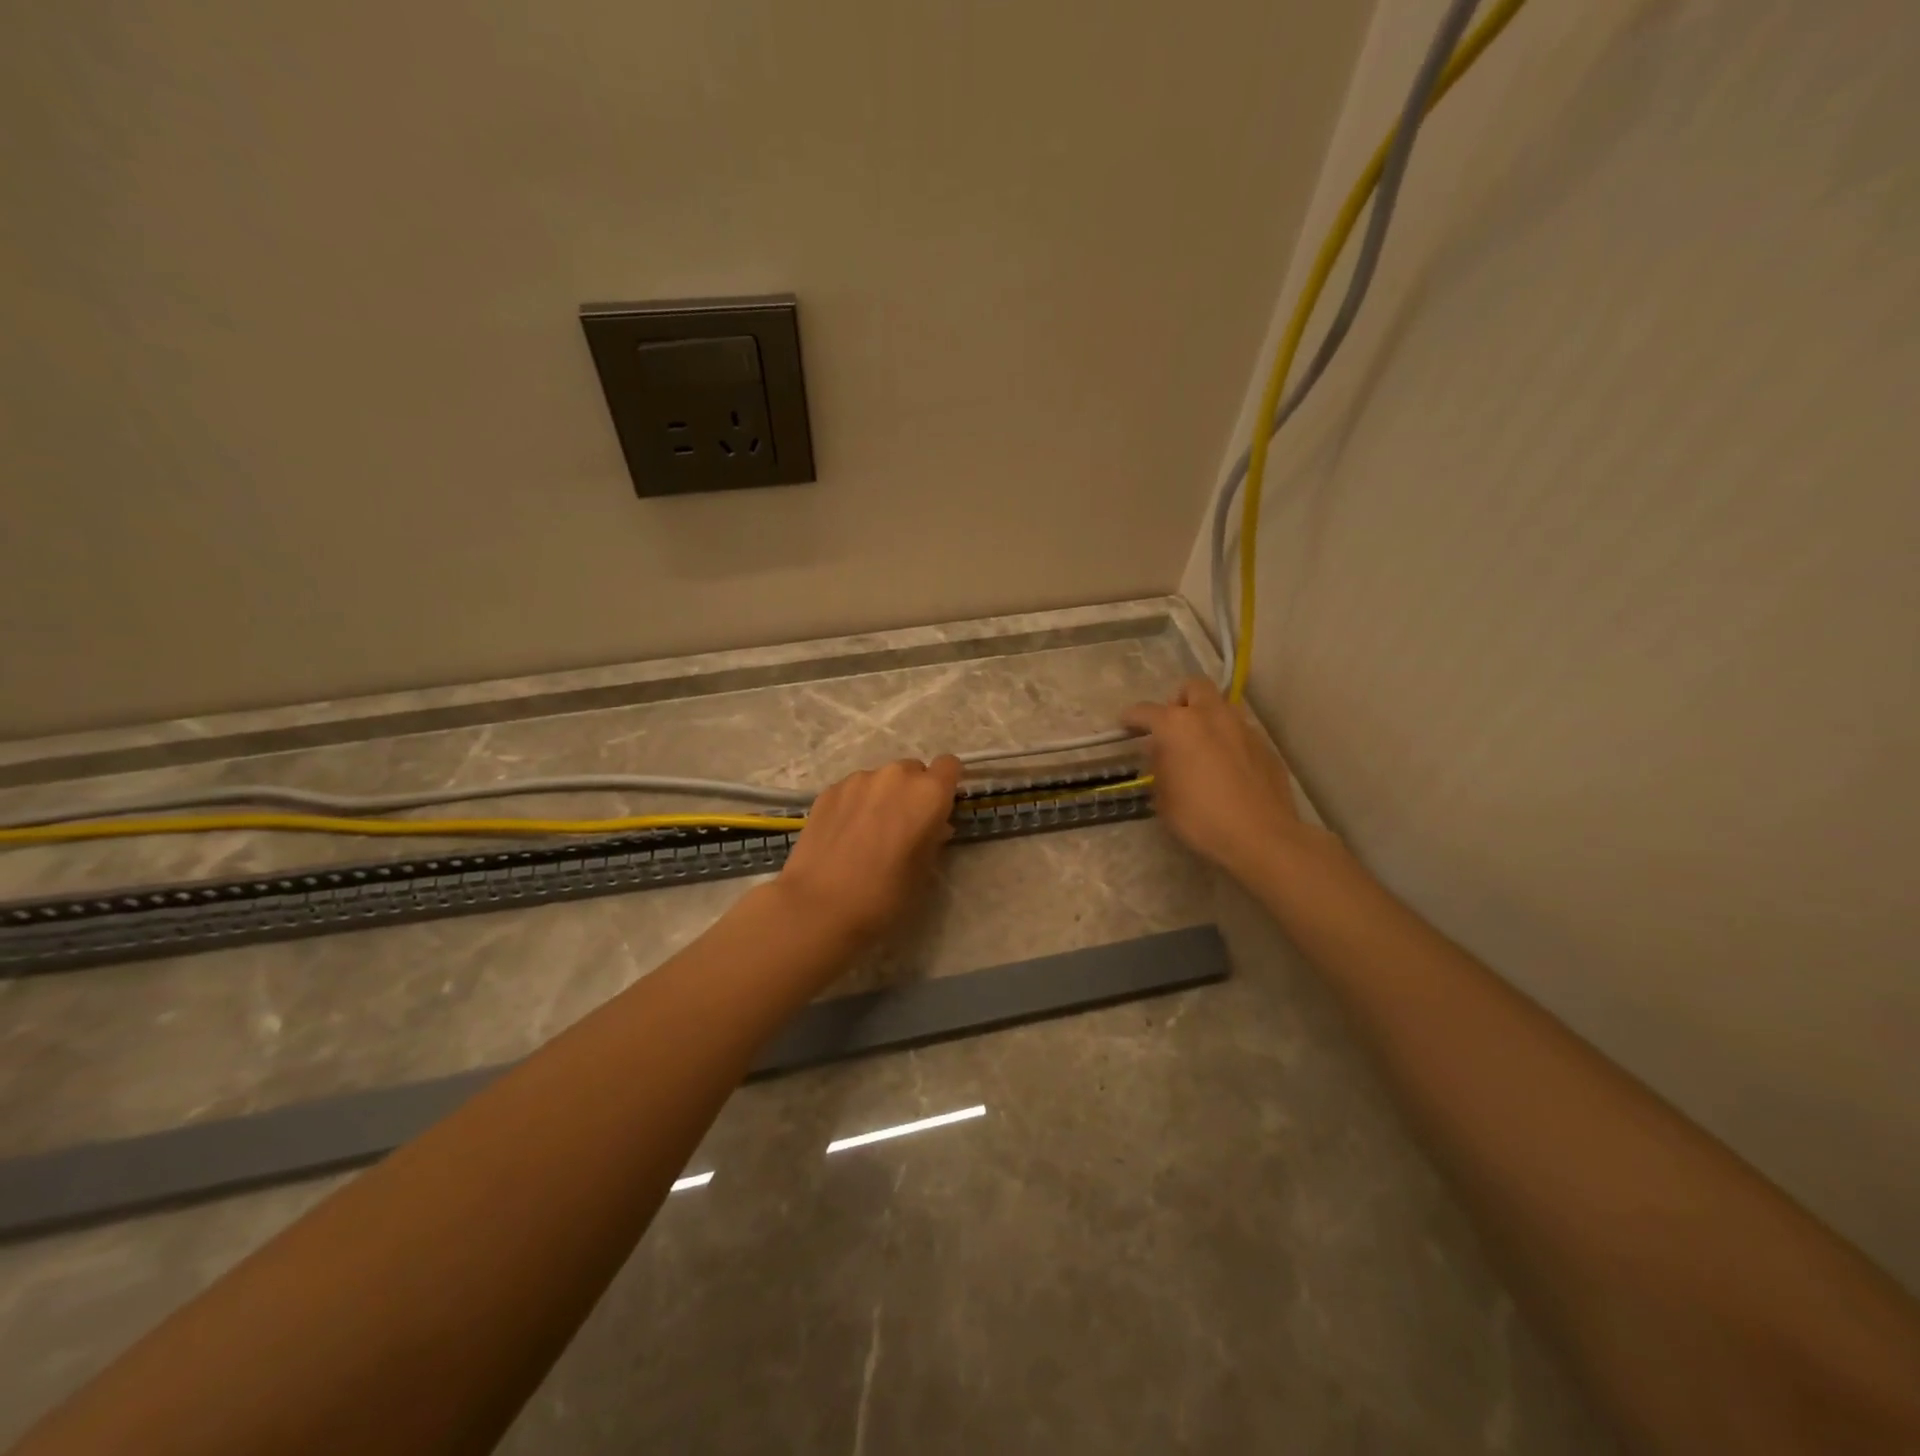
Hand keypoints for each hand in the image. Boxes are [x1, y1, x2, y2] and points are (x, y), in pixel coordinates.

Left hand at [774, 756, 961, 944]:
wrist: (819, 905)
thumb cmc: (885, 894)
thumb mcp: (924, 871)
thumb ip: (933, 839)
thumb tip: (932, 826)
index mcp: (928, 793)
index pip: (949, 766)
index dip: (946, 784)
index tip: (939, 807)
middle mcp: (896, 776)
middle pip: (913, 770)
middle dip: (913, 792)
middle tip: (903, 826)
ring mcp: (858, 780)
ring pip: (881, 779)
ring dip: (883, 796)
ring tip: (869, 832)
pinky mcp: (829, 790)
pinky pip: (854, 789)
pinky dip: (855, 803)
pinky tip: (844, 834)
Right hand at [1120, 677, 1319, 881]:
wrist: (1261, 836)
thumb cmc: (1200, 818)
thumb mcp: (1163, 798)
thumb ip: (1159, 767)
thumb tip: (1161, 752)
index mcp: (1178, 726)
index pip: (1145, 711)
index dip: (1131, 718)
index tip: (1126, 726)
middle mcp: (1211, 716)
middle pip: (1193, 687)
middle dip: (1180, 701)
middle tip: (1174, 727)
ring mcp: (1243, 727)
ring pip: (1221, 706)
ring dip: (1207, 718)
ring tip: (1201, 747)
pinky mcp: (1265, 745)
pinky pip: (1241, 731)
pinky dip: (1229, 740)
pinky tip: (1228, 768)